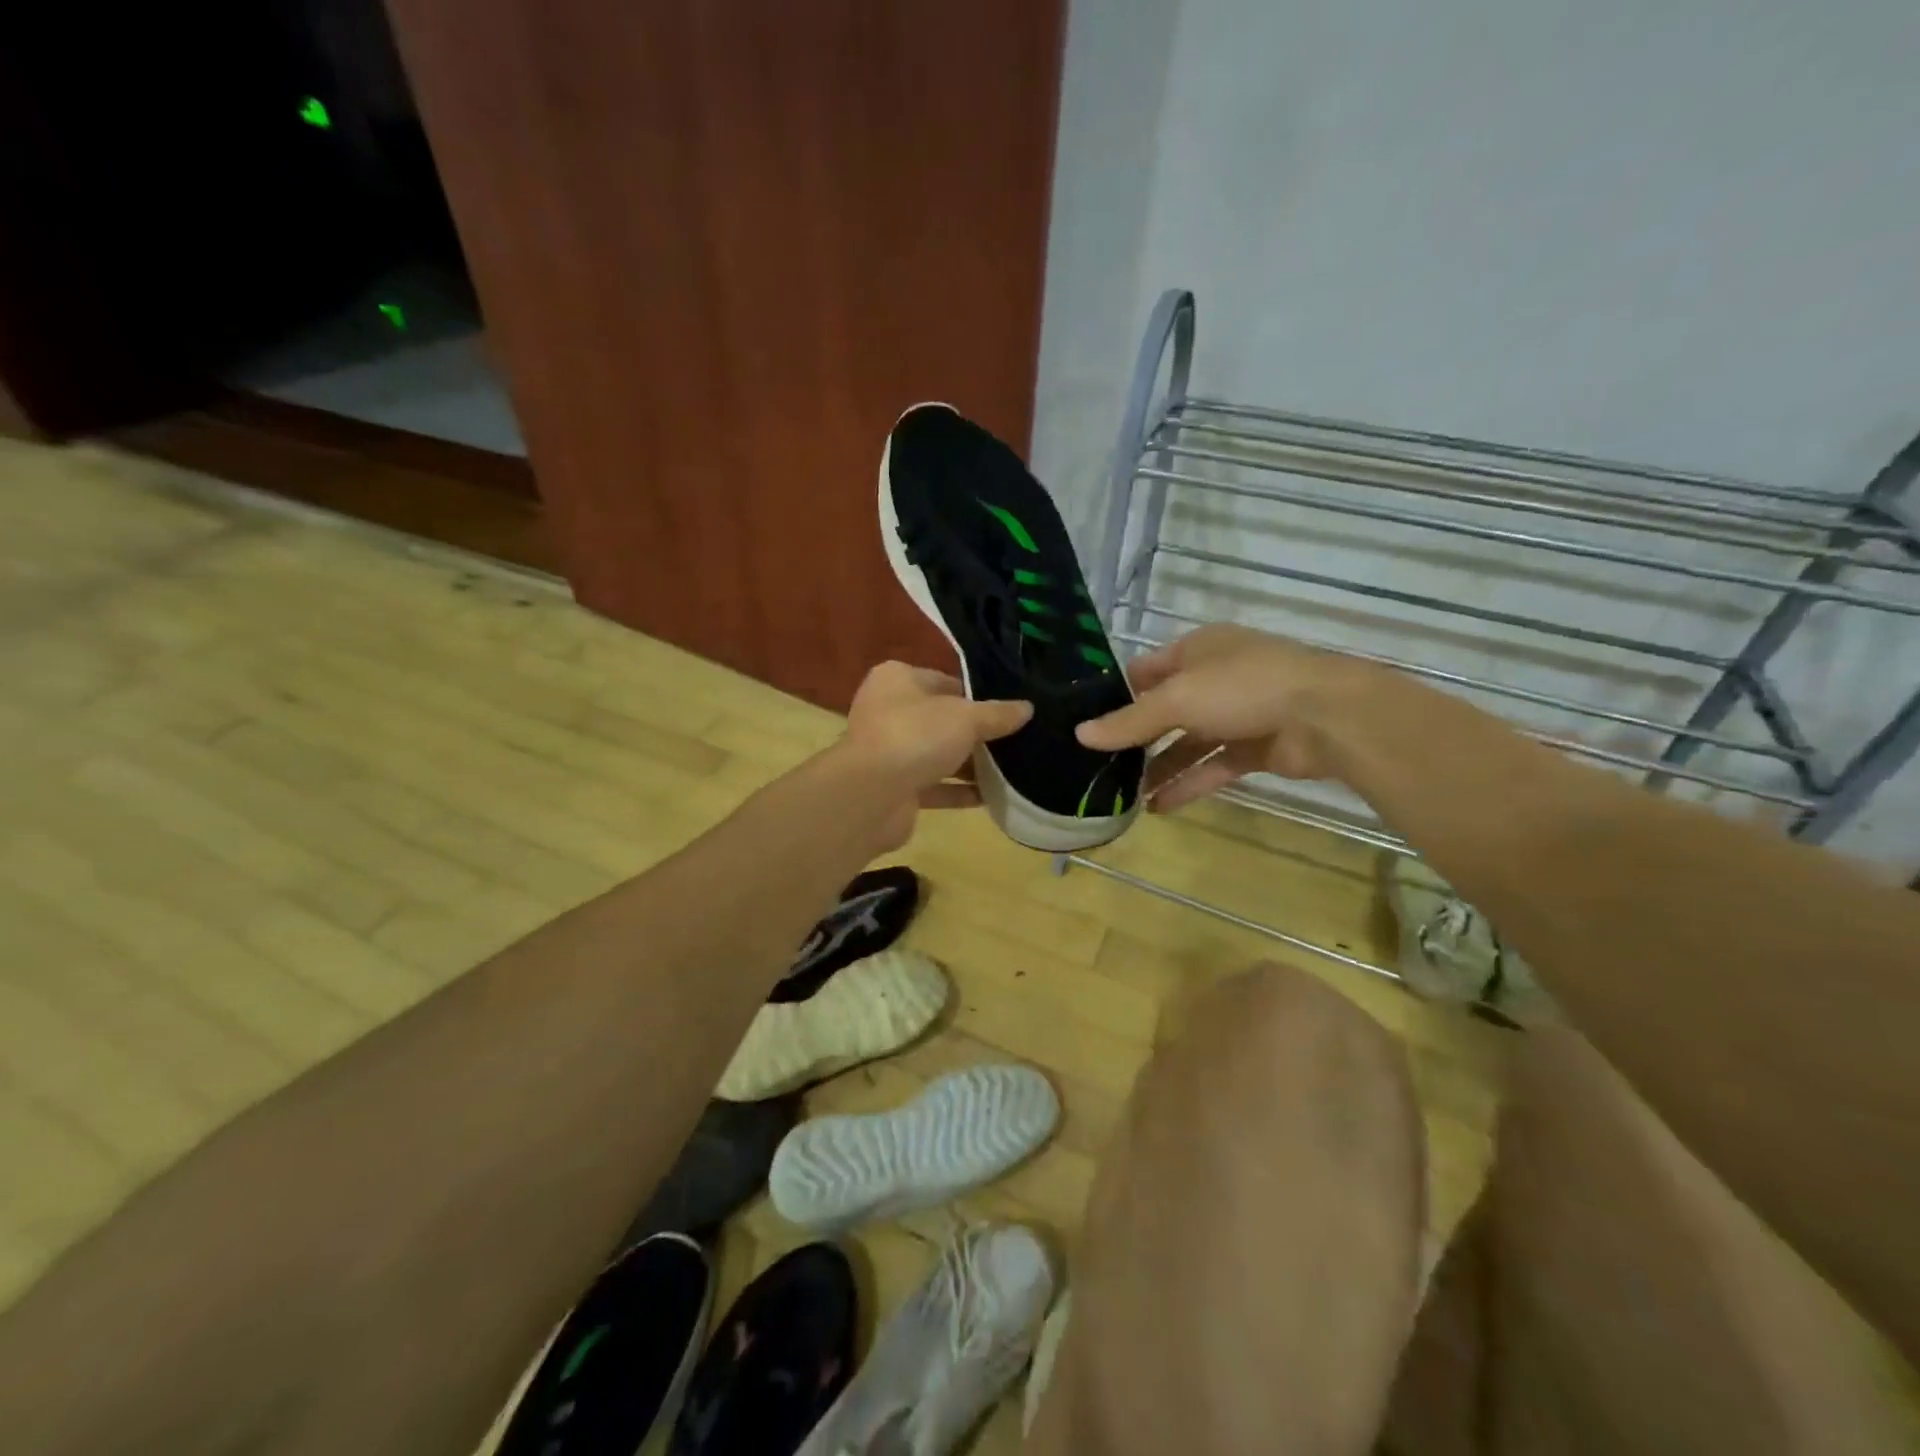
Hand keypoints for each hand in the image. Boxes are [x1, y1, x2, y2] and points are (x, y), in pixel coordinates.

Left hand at [838, 661, 1031, 846]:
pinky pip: (935, 786)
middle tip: (1016, 739)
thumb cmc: (915, 736)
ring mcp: (889, 752)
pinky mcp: (895, 789)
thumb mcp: (965, 718)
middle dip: (975, 732)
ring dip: (970, 764)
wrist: (871, 796)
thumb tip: (1027, 708)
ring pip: (937, 754)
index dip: (976, 695)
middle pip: (941, 720)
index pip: (943, 681)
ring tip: (1012, 769)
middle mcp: (888, 711)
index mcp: (897, 680)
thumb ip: (997, 714)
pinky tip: (992, 796)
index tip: (1009, 709)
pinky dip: (960, 792)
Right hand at [1074, 625, 1367, 809]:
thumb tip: (1080, 734)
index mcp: (1197, 650)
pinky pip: (1212, 766)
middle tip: (1100, 764)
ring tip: (1124, 795)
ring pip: (1188, 743)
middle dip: (1136, 738)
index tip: (1086, 721)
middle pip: (1166, 710)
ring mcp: (1237, 714)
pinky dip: (1188, 784)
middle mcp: (1215, 678)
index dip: (1117, 694)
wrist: (1326, 716)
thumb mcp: (1178, 699)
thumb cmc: (1243, 688)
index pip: (1147, 670)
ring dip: (1159, 768)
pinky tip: (1158, 807)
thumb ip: (1130, 721)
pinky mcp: (1255, 749)